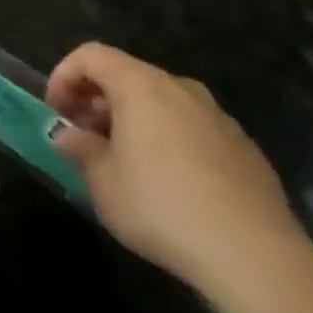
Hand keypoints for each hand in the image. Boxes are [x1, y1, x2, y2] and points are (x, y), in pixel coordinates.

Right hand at [47, 42, 306, 297]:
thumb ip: (80, 148)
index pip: (91, 55)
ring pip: (162, 101)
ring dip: (132, 119)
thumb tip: (68, 135)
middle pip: (127, 75)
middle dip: (97, 100)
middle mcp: (181, 89)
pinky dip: (167, 138)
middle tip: (83, 137)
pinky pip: (191, 127)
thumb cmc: (162, 207)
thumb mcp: (103, 181)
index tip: (56, 112)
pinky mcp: (244, 147)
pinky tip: (168, 182)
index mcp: (142, 87)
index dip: (64, 76)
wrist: (255, 256)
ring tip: (123, 160)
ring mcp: (218, 117)